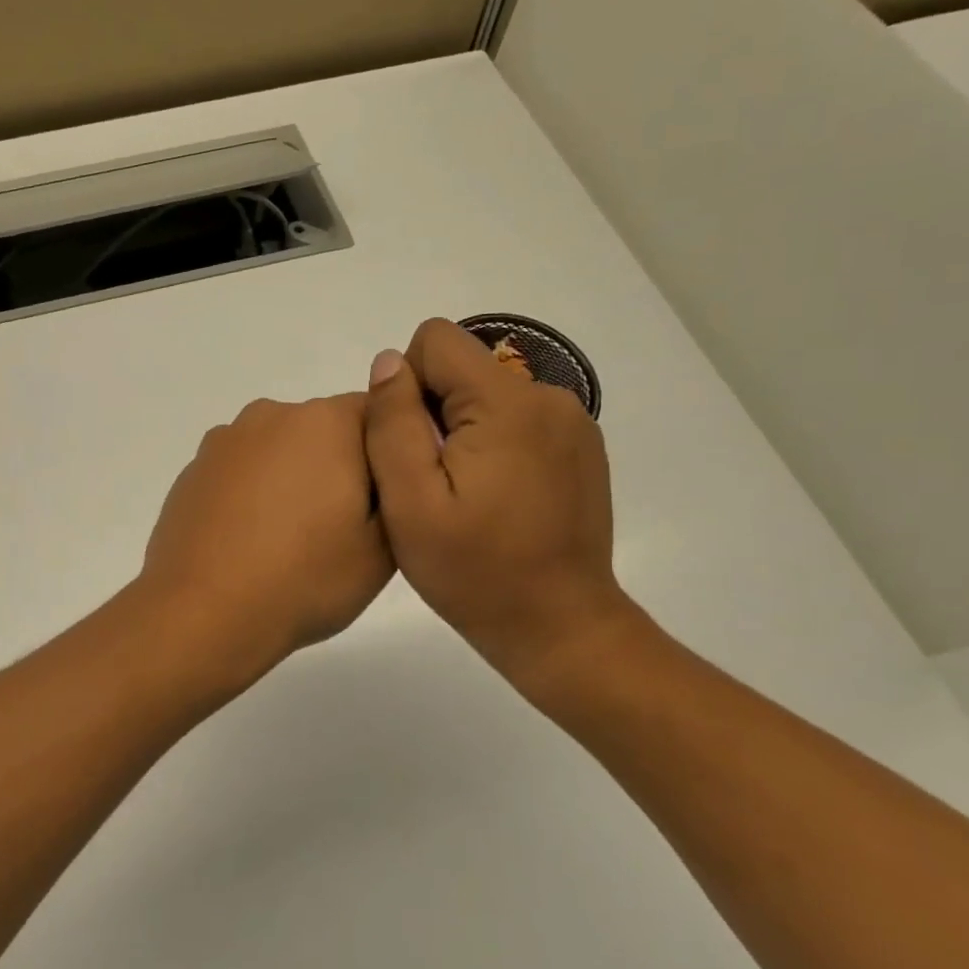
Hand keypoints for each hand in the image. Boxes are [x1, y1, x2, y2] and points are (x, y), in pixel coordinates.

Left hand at [140, 394, 393, 681]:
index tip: (385, 500)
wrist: (204, 612)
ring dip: (291, 479)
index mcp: (326, 422)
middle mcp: (272, 415)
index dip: (389, 455)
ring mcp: (224, 441)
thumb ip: (398, 492)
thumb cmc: (305, 578)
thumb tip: (387, 468)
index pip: (378, 415)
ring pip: (278, 451)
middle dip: (338, 466)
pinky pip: (239, 472)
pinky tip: (249, 542)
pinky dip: (251, 495)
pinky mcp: (193, 471)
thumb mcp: (384, 547)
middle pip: (324, 430)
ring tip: (290, 540)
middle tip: (342, 528)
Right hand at [363, 319, 634, 698]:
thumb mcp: (410, 501)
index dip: (407, 387)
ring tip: (464, 495)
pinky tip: (494, 498)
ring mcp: (571, 421)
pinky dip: (492, 444)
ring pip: (486, 393)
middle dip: (433, 412)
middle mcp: (548, 396)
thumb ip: (392, 422)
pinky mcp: (579, 445)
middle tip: (434, 483)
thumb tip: (389, 361)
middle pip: (462, 367)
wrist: (558, 627)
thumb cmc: (474, 571)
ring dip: (462, 431)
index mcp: (507, 403)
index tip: (413, 448)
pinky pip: (515, 418)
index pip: (436, 341)